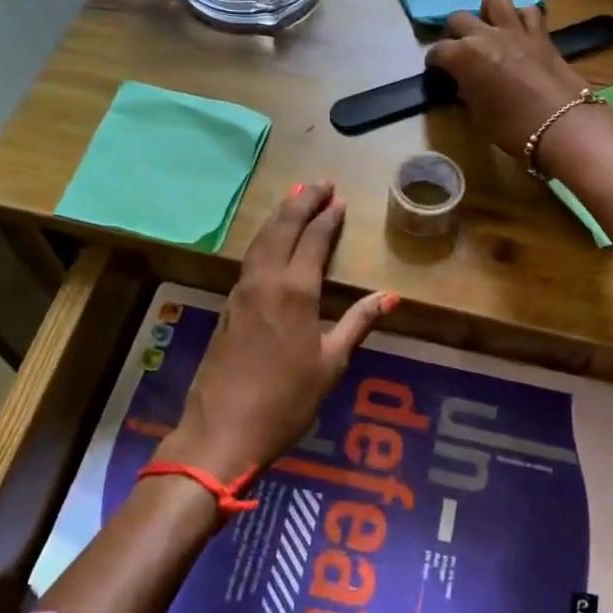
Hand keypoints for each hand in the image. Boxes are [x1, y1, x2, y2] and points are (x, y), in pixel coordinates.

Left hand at [163, 182, 393, 480]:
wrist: (222, 430)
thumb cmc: (287, 400)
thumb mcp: (331, 364)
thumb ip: (358, 323)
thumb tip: (390, 296)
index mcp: (296, 291)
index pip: (314, 240)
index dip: (327, 217)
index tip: (339, 200)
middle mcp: (266, 280)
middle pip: (283, 228)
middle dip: (302, 202)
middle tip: (319, 183)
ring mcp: (242, 290)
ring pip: (262, 239)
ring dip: (280, 215)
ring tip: (296, 197)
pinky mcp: (228, 304)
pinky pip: (251, 256)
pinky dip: (265, 237)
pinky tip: (271, 238)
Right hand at [426, 0, 592, 163]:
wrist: (562, 125)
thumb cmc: (512, 128)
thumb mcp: (477, 117)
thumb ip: (467, 93)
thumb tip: (465, 84)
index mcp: (463, 56)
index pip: (438, 51)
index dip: (434, 63)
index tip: (438, 72)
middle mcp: (485, 35)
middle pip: (458, 18)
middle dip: (454, 33)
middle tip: (460, 51)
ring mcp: (515, 30)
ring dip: (488, 10)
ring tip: (490, 28)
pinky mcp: (541, 33)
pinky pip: (529, 12)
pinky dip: (523, 19)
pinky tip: (521, 34)